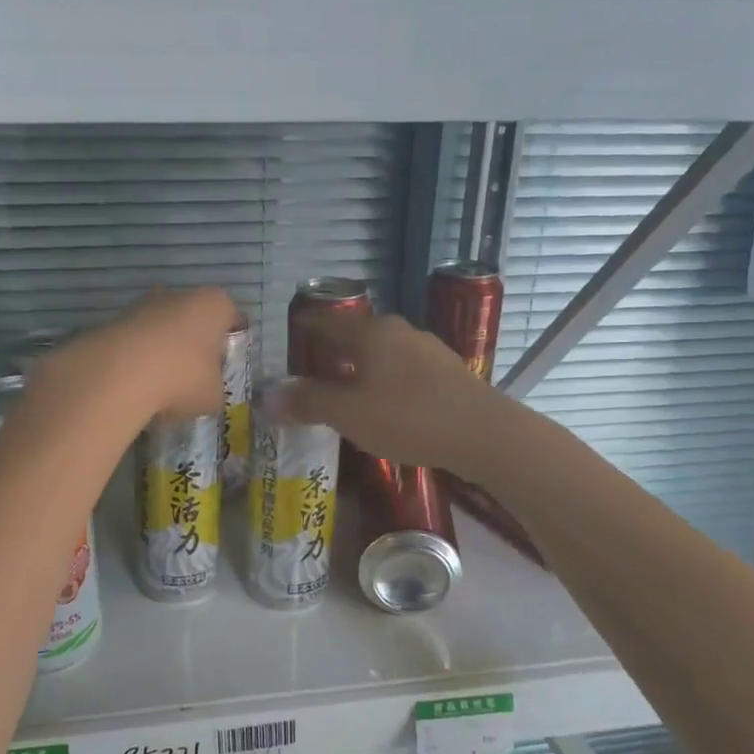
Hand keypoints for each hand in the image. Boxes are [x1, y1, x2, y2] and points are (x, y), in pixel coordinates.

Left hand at [43, 288, 238, 423]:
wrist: (119, 375)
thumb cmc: (182, 378)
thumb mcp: (214, 395)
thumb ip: (215, 386)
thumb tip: (206, 388)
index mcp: (214, 305)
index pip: (232, 318)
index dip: (231, 343)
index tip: (226, 366)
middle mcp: (180, 294)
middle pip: (194, 318)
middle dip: (194, 342)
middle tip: (195, 374)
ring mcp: (144, 303)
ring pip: (163, 326)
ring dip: (164, 348)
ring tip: (163, 382)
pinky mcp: (115, 319)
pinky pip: (137, 339)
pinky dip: (139, 356)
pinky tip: (138, 382)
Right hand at [270, 312, 502, 472]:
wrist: (485, 433)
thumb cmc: (409, 417)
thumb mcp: (349, 414)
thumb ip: (308, 403)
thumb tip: (268, 397)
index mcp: (371, 333)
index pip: (328, 320)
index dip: (306, 326)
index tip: (290, 333)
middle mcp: (399, 331)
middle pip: (356, 334)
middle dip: (332, 350)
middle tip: (310, 368)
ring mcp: (427, 350)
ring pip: (381, 352)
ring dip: (360, 366)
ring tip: (343, 388)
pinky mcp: (447, 372)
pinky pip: (403, 369)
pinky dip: (384, 380)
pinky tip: (384, 404)